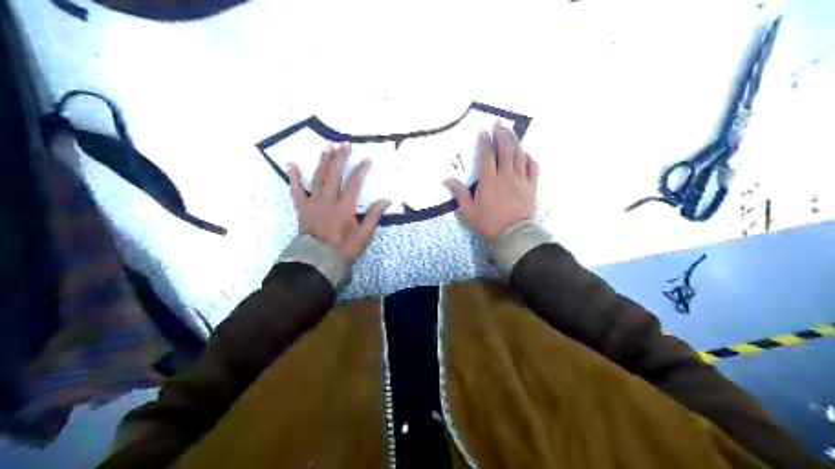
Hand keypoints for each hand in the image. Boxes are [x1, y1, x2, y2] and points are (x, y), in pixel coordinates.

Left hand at [287, 144, 392, 265]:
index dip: (360, 170)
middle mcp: (327, 201)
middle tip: (344, 144)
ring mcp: (312, 202)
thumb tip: (386, 200)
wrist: (316, 261)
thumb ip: (373, 216)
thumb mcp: (363, 236)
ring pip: (318, 177)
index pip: (353, 184)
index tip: (366, 160)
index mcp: (344, 208)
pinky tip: (292, 163)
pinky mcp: (301, 207)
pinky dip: (293, 176)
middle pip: (334, 175)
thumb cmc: (342, 250)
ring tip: (327, 146)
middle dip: (340, 158)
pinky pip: (296, 189)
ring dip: (323, 161)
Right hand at [443, 124, 542, 240]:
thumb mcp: (469, 212)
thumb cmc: (489, 224)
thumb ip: (460, 193)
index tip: (483, 132)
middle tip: (499, 122)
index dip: (485, 142)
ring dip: (515, 141)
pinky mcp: (532, 186)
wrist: (515, 236)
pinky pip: (533, 168)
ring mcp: (521, 180)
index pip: (487, 156)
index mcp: (489, 181)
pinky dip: (529, 158)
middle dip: (502, 134)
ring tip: (511, 130)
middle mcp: (506, 176)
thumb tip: (446, 179)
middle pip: (505, 150)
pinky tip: (526, 153)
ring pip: (519, 155)